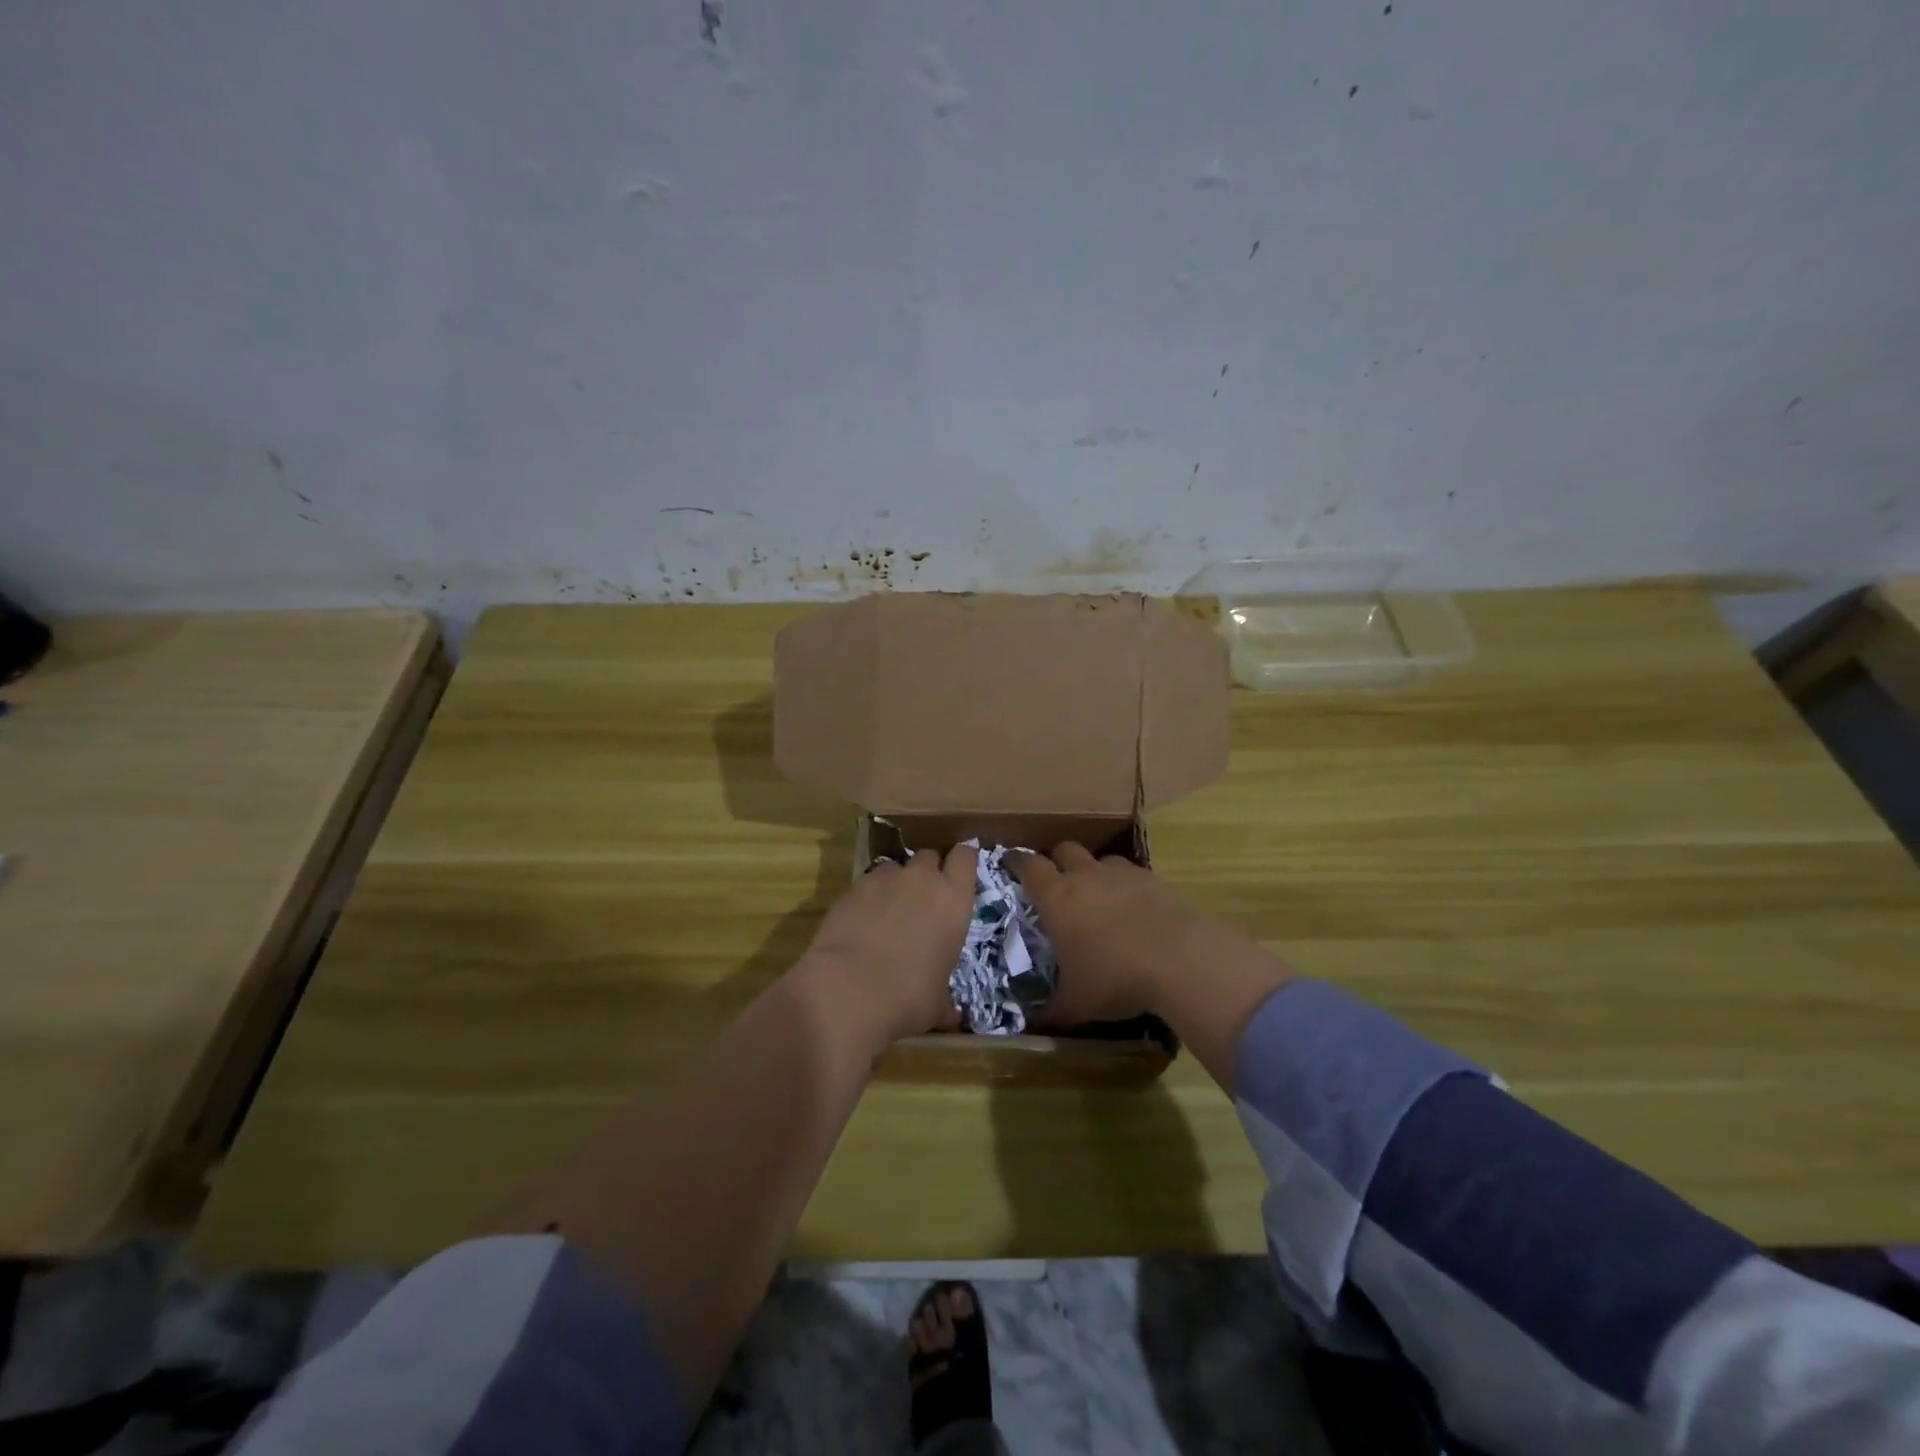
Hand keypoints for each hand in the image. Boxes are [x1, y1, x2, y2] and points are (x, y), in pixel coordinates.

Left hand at [799, 844, 977, 1046]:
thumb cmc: (907, 997)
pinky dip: (869, 896)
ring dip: (897, 883)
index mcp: (954, 900)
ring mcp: (885, 879)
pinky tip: (862, 922)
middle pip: (930, 856)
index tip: (959, 874)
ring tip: (888, 912)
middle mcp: (922, 879)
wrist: (848, 990)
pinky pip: (868, 882)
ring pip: (896, 867)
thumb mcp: (937, 1004)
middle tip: (924, 899)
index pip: (965, 857)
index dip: (962, 861)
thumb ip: (947, 1002)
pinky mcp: (853, 887)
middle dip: (928, 872)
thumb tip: (953, 1017)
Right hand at [1013, 843, 1209, 1026]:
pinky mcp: (1153, 880)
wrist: (1179, 960)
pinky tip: (1133, 908)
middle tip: (1055, 880)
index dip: (1016, 860)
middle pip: (1064, 849)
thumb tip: (1029, 1026)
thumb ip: (1050, 1011)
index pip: (1028, 865)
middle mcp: (1086, 876)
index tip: (1009, 861)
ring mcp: (1122, 874)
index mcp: (1057, 897)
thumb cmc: (1114, 978)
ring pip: (1100, 859)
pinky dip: (1125, 885)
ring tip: (1098, 895)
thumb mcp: (1076, 1003)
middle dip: (1056, 859)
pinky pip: (1131, 873)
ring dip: (1094, 871)